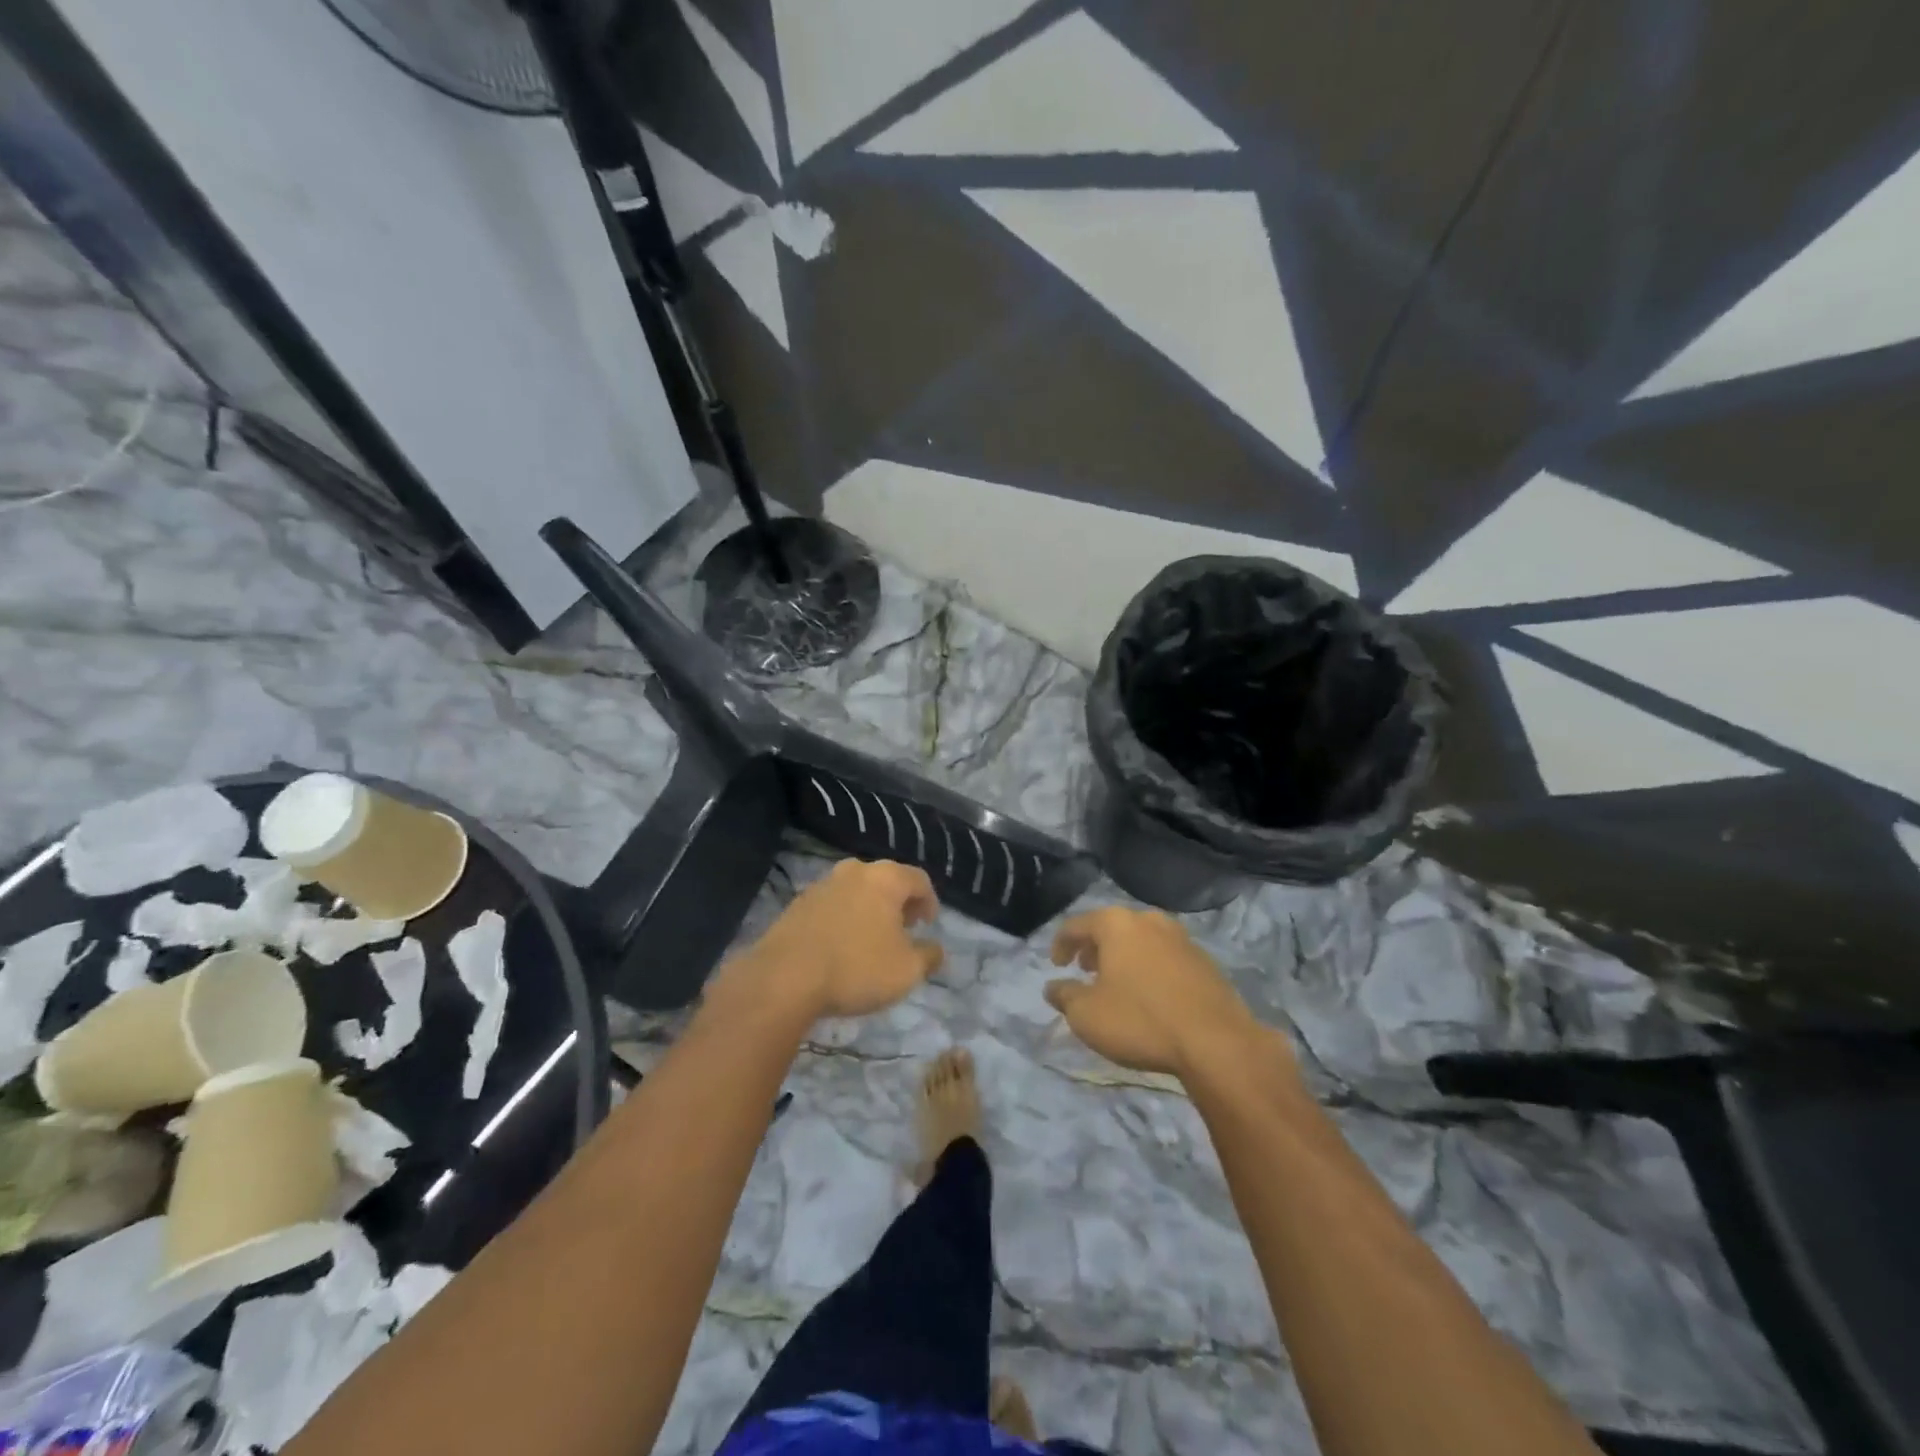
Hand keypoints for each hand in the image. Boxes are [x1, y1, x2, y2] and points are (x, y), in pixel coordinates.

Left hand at [726, 859, 943, 1020]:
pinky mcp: (797, 905)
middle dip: (898, 904)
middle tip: (903, 930)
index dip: (929, 901)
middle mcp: (854, 871)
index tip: (928, 925)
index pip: (919, 879)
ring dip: (869, 911)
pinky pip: (832, 907)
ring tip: (871, 942)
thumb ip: (929, 957)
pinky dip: (843, 920)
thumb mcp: (907, 971)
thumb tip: (936, 949)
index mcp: (885, 878)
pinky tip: (840, 948)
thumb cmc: (857, 968)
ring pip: (856, 892)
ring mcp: (822, 885)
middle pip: (886, 880)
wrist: (784, 978)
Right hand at [1046, 907, 1272, 1077]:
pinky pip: (1164, 957)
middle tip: (1085, 970)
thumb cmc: (1140, 1020)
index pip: (1077, 924)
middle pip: (1112, 927)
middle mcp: (1149, 921)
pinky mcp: (1204, 961)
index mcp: (1117, 924)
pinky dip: (1149, 968)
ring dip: (1123, 957)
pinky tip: (1149, 995)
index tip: (1056, 965)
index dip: (1061, 943)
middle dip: (1094, 948)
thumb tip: (1053, 987)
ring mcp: (1181, 938)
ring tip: (1116, 984)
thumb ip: (1064, 996)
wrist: (1216, 1042)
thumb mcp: (1087, 1015)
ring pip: (1141, 940)